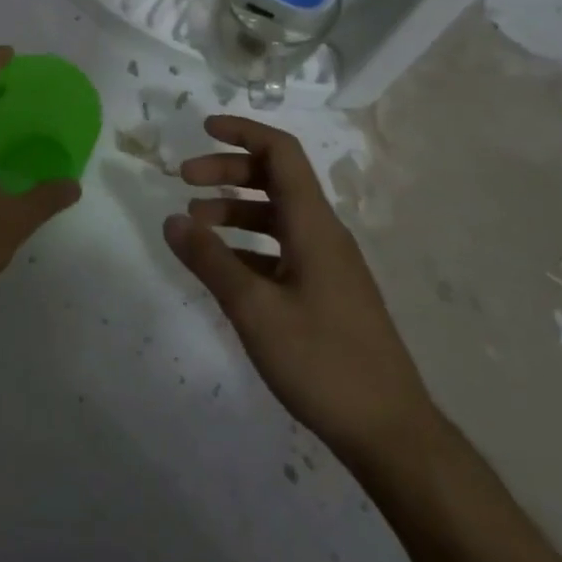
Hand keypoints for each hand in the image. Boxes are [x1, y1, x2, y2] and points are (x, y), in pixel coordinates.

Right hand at [164, 116, 437, 470]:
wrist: (390, 433)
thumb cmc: (322, 362)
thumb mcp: (254, 309)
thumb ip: (210, 260)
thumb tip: (171, 219)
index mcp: (313, 225)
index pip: (281, 153)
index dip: (243, 132)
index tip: (203, 128)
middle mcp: (323, 234)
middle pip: (275, 179)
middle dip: (227, 171)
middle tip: (183, 179)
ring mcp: (327, 265)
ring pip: (276, 216)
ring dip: (234, 209)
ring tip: (194, 224)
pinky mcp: (326, 293)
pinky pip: (282, 249)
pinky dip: (248, 245)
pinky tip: (223, 267)